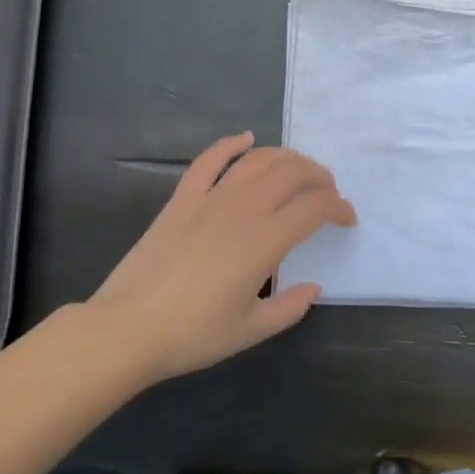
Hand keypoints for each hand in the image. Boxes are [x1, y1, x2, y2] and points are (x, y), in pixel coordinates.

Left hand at [93, 133, 354, 382]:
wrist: (128, 328)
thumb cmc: (194, 334)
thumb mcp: (252, 330)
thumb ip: (290, 308)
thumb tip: (313, 287)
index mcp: (267, 240)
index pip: (316, 208)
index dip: (339, 208)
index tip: (346, 219)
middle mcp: (245, 208)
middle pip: (293, 173)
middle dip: (319, 177)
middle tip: (328, 190)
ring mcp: (211, 198)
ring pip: (258, 161)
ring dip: (286, 158)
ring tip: (298, 168)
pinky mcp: (182, 198)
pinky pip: (210, 160)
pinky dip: (231, 144)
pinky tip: (245, 139)